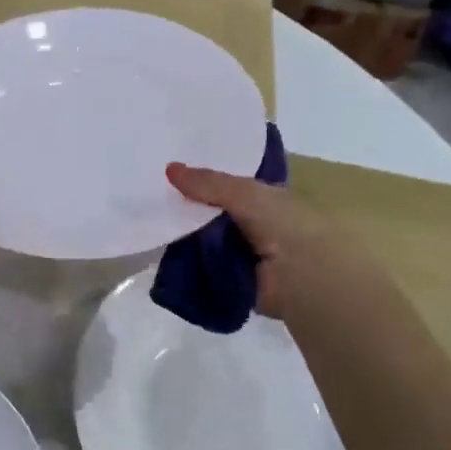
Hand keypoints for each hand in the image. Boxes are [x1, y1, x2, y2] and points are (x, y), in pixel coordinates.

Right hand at [166, 162, 331, 319]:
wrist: (302, 277)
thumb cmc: (283, 224)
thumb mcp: (245, 194)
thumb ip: (209, 183)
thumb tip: (169, 168)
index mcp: (262, 200)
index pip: (226, 185)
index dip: (201, 179)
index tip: (170, 172)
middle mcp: (251, 225)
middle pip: (211, 214)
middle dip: (187, 208)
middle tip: (150, 197)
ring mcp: (241, 255)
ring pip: (204, 241)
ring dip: (184, 237)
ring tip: (148, 223)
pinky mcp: (230, 281)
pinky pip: (202, 268)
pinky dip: (186, 263)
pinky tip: (161, 254)